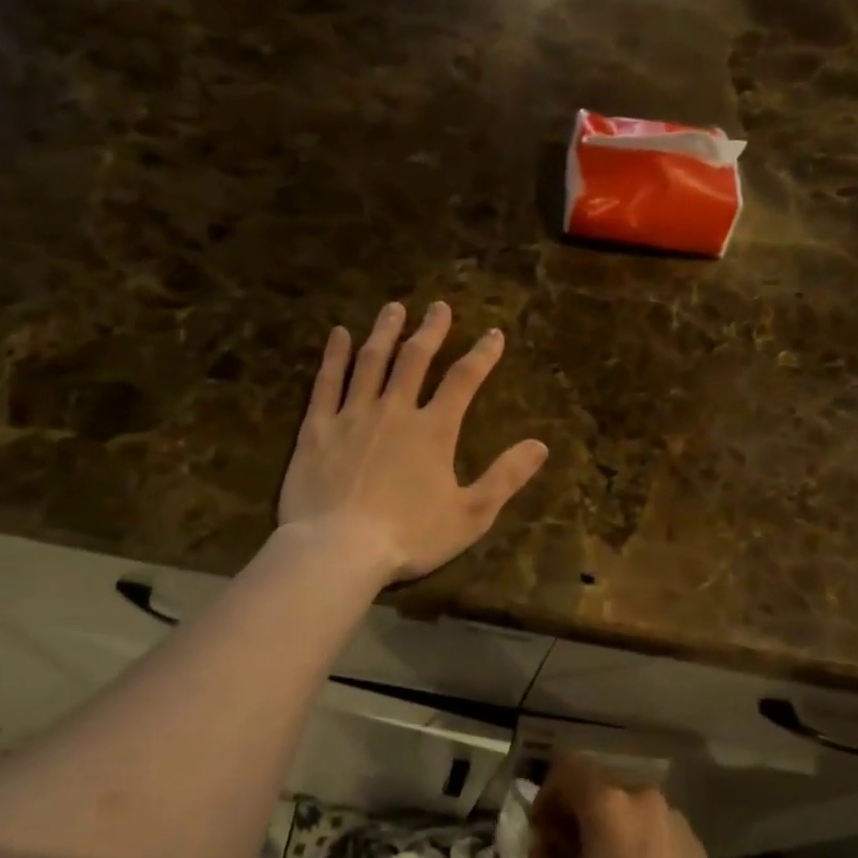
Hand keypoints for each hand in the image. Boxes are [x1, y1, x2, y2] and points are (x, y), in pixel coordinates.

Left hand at [278, 301, 548, 584]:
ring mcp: (352, 415)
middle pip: (415, 359)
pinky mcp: (317, 428)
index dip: (482, 354)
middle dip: (431, 331)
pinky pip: (326, 382)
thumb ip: (505, 477)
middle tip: (438, 307)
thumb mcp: (471, 514)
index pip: (463, 380)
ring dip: (385, 332)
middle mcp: (394, 411)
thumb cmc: (410, 536)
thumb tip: (540, 445)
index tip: (494, 334)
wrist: (338, 550)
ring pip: (371, 362)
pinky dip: (335, 356)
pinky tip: (339, 335)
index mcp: (434, 430)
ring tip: (394, 308)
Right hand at [527, 757, 733, 857]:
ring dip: (609, 824)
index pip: (569, 769)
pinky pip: (653, 825)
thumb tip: (543, 845)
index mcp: (608, 805)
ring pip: (628, 806)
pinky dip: (637, 838)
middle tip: (568, 849)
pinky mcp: (693, 840)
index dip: (548, 793)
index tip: (542, 829)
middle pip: (600, 786)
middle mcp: (642, 798)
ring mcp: (673, 817)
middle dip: (578, 810)